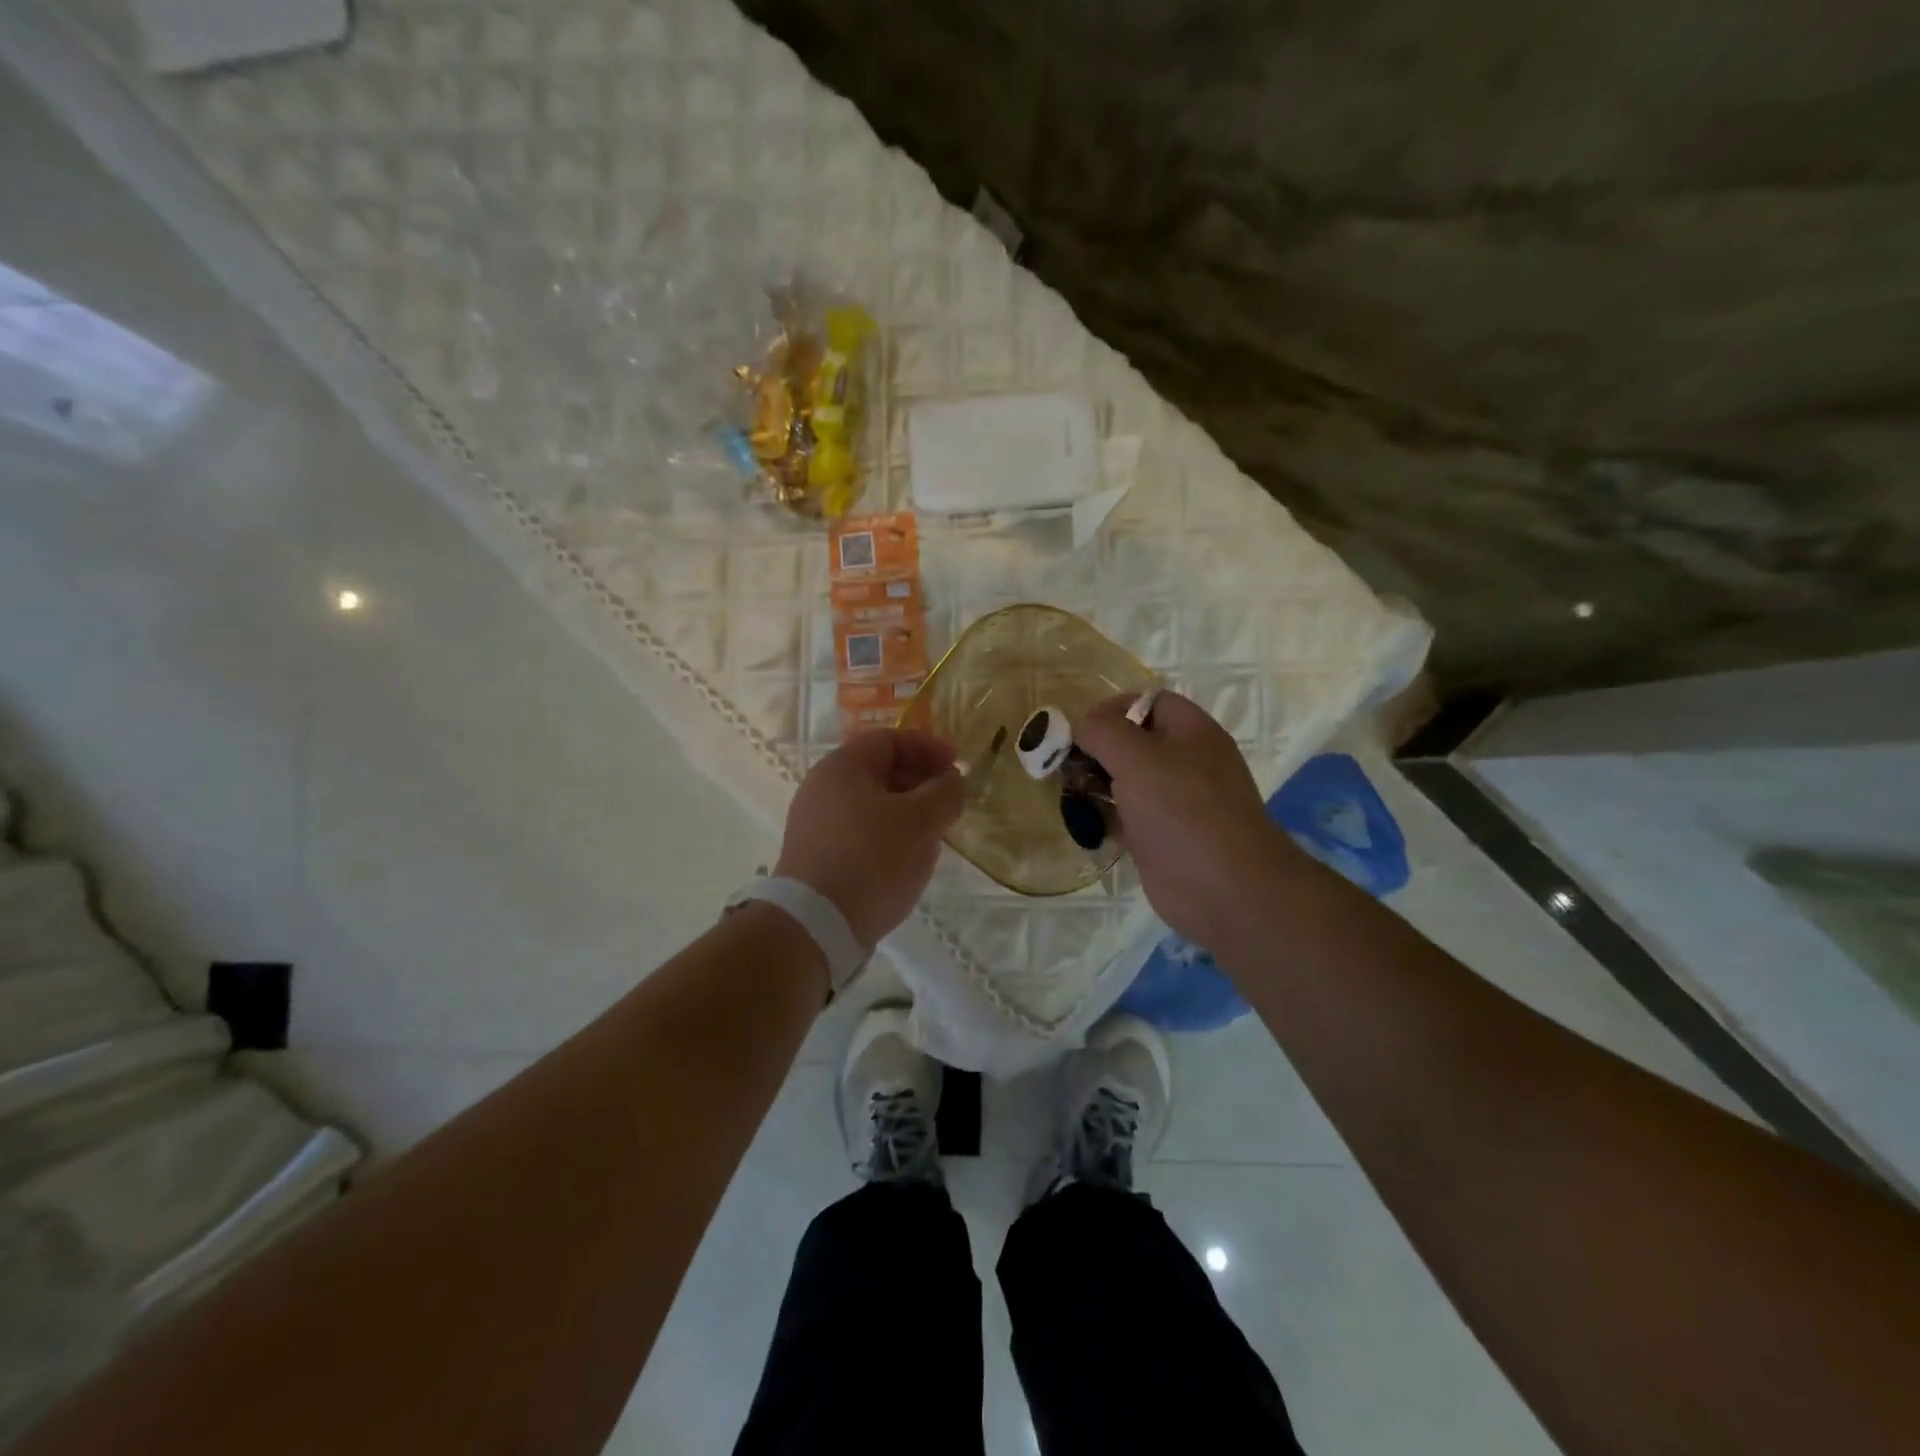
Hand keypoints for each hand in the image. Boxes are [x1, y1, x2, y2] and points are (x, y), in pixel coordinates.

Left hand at [774, 729, 965, 946]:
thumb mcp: (922, 821)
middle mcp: (822, 787)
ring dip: (907, 812)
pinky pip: (859, 832)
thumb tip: (952, 782)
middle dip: (921, 781)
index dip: (929, 747)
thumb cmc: (873, 858)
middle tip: (949, 803)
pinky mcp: (815, 856)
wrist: (816, 924)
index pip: (890, 739)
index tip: (958, 766)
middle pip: (879, 771)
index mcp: (843, 766)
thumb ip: (945, 793)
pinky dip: (887, 835)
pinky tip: (906, 860)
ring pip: (871, 804)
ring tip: (933, 835)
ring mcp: (814, 823)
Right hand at [1076, 691, 1290, 944]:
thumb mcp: (1137, 757)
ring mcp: (1174, 802)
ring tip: (1068, 794)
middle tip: (1066, 766)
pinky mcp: (1161, 838)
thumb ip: (1102, 731)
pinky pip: (1126, 816)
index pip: (1147, 702)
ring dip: (1094, 783)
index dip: (1112, 709)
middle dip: (1096, 749)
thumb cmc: (1182, 811)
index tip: (1080, 731)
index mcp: (1191, 732)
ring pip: (1125, 780)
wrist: (1224, 889)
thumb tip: (1082, 728)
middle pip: (1132, 741)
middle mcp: (1185, 762)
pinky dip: (1103, 817)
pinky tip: (1082, 824)